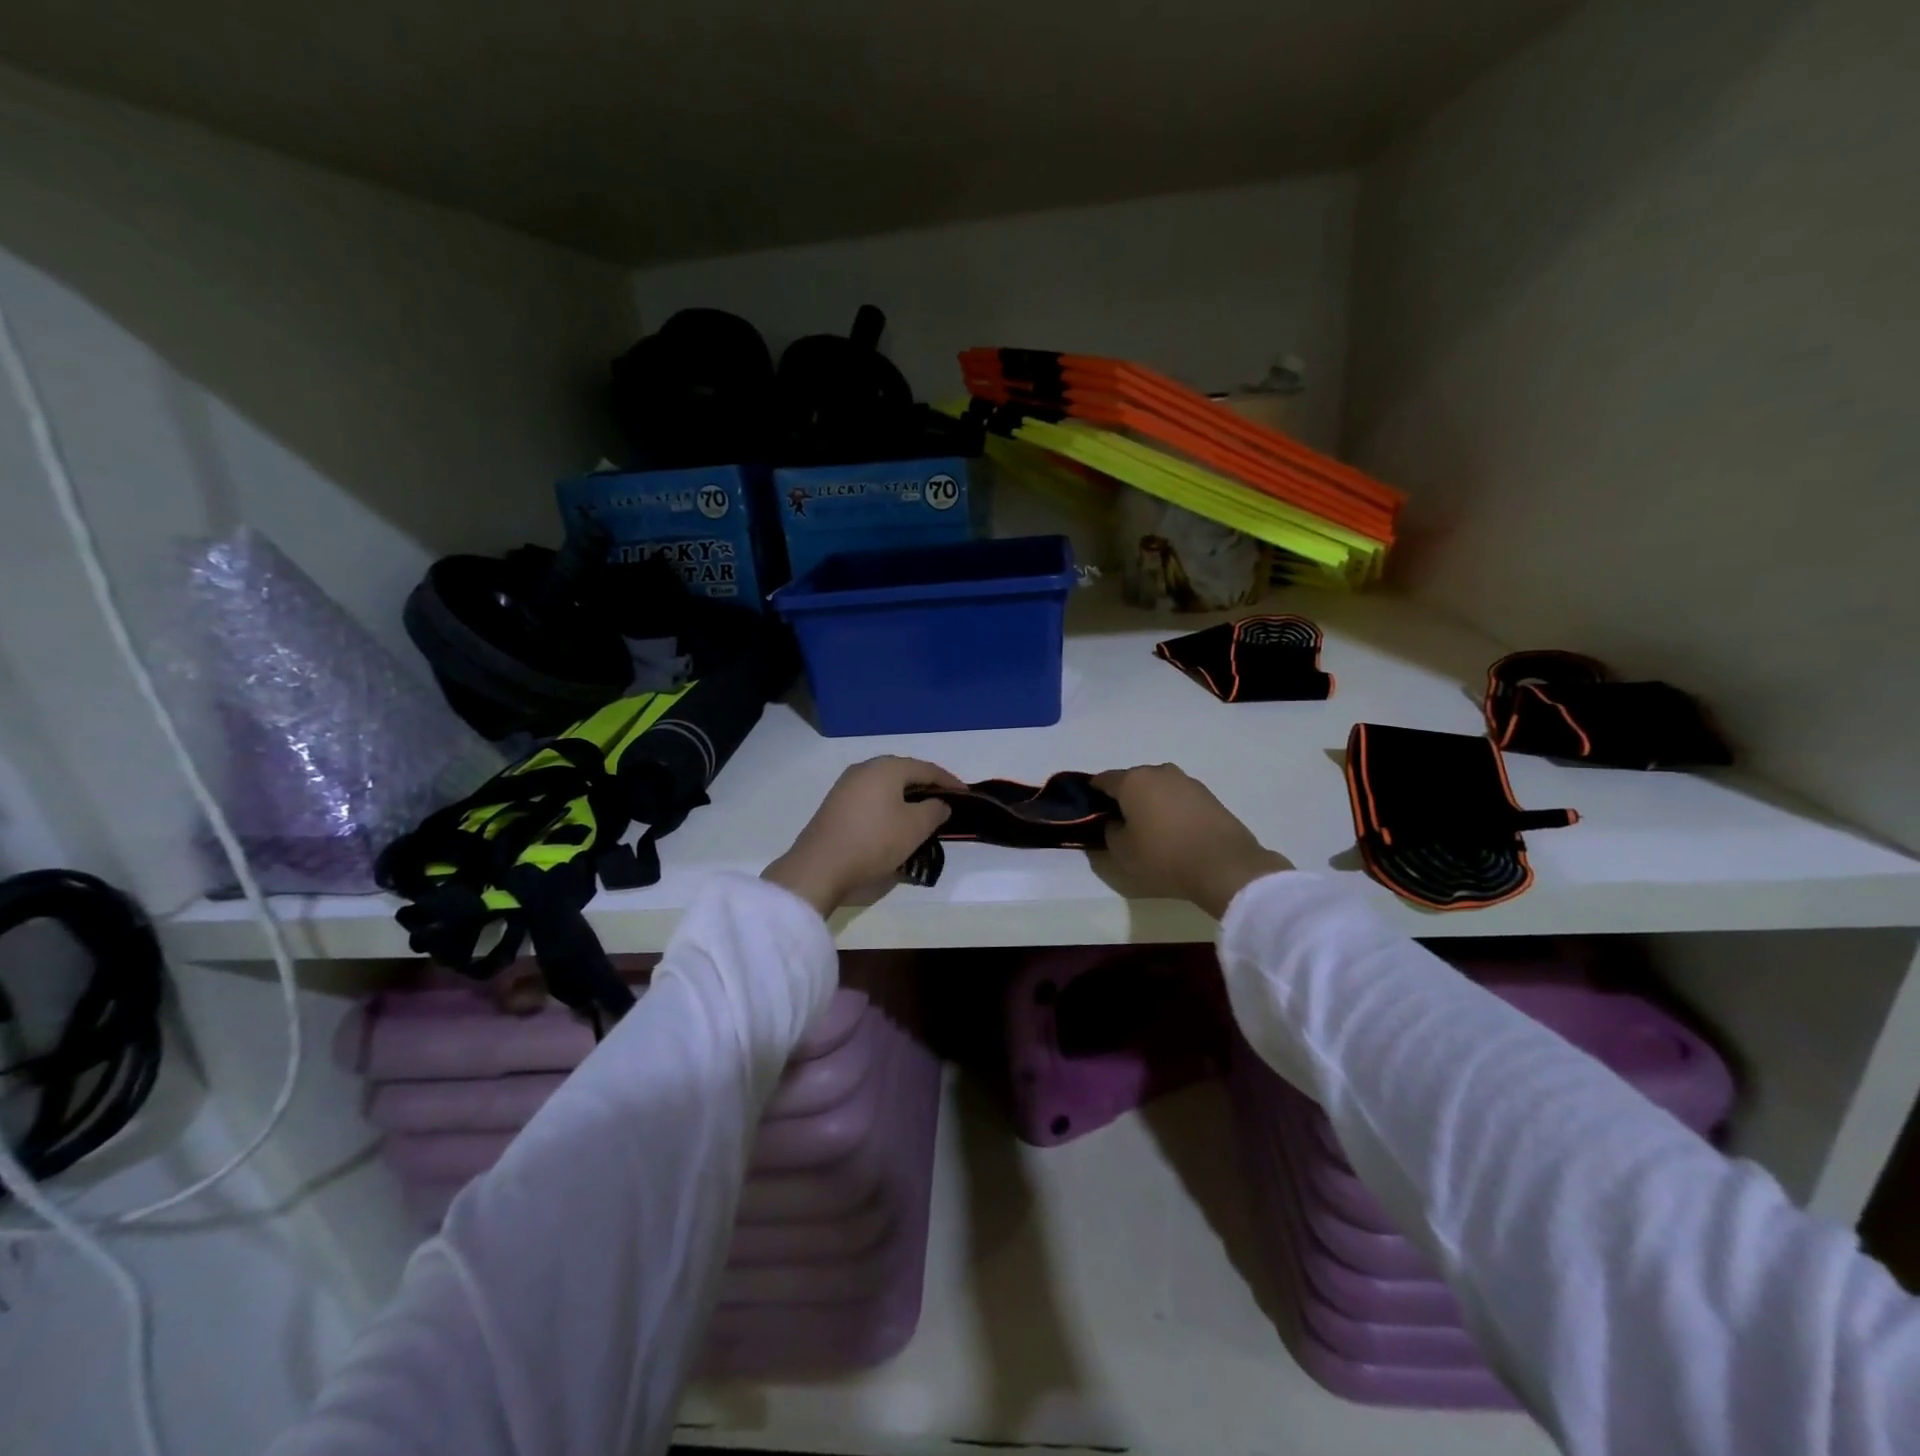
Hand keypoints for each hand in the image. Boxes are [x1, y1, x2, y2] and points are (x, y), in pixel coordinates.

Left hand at [763, 756, 965, 915]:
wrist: (820, 866)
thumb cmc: (874, 842)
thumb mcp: (915, 828)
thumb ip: (935, 810)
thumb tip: (940, 803)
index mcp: (887, 767)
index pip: (926, 768)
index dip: (949, 781)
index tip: (966, 794)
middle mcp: (865, 768)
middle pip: (904, 772)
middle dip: (926, 785)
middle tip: (945, 801)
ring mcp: (846, 785)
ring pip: (886, 784)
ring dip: (906, 796)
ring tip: (922, 812)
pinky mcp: (835, 804)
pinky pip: (871, 797)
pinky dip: (888, 804)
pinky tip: (894, 821)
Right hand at [1091, 764, 1290, 918]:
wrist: (1224, 865)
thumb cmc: (1164, 856)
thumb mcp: (1122, 852)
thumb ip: (1109, 831)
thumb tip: (1115, 822)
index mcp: (1133, 780)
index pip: (1103, 780)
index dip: (1092, 794)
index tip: (1090, 810)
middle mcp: (1159, 772)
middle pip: (1132, 781)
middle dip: (1124, 797)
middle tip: (1120, 822)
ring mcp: (1187, 781)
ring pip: (1157, 787)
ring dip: (1150, 801)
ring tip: (1150, 828)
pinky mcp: (1208, 795)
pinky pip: (1178, 797)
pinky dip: (1171, 808)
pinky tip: (1173, 830)